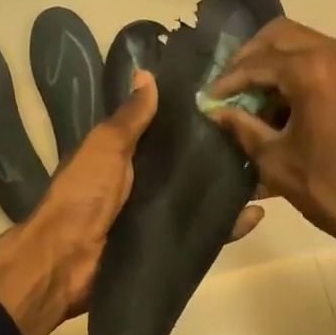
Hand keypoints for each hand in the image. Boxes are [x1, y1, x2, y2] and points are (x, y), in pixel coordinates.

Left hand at [0, 72, 261, 334]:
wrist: (66, 261)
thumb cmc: (84, 194)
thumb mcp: (105, 148)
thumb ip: (129, 118)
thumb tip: (146, 73)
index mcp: (126, 156)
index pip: (166, 132)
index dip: (193, 118)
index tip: (231, 98)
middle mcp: (144, 183)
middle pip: (188, 165)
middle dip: (220, 153)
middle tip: (261, 136)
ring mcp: (158, 215)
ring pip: (201, 197)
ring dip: (230, 188)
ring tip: (269, 172)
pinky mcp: (169, 246)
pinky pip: (204, 233)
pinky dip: (229, 226)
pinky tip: (257, 215)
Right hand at [208, 20, 335, 334]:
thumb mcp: (278, 162)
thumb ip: (242, 128)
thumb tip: (215, 110)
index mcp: (314, 70)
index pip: (256, 62)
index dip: (227, 80)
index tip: (207, 98)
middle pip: (279, 35)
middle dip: (249, 58)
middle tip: (228, 87)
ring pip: (301, 43)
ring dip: (273, 63)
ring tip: (251, 98)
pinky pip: (321, 58)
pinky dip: (296, 71)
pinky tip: (280, 104)